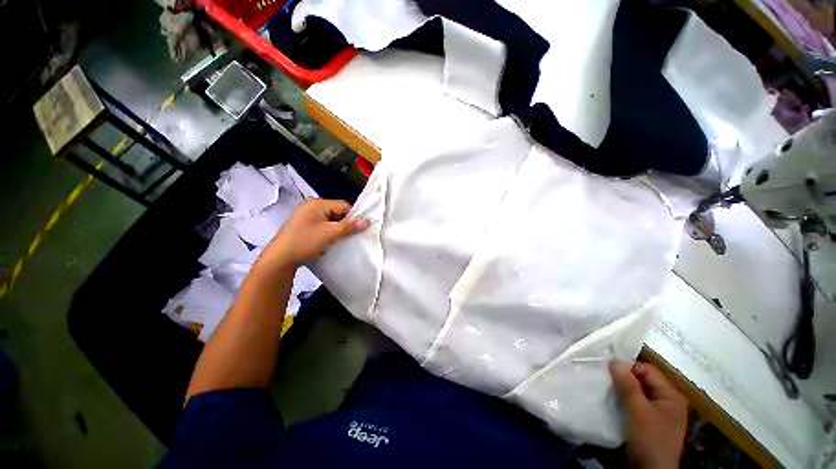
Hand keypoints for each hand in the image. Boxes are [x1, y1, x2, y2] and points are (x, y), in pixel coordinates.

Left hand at [259, 199, 368, 269]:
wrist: (280, 259)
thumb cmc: (304, 242)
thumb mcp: (329, 233)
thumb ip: (348, 227)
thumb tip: (367, 221)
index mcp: (317, 204)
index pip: (343, 205)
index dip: (353, 216)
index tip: (359, 229)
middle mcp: (312, 207)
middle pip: (338, 213)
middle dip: (346, 224)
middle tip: (351, 236)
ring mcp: (308, 217)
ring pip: (332, 221)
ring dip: (338, 230)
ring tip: (342, 240)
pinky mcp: (306, 227)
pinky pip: (324, 227)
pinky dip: (330, 233)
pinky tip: (333, 241)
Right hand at [610, 361, 687, 468]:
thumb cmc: (650, 438)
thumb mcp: (638, 411)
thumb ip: (628, 386)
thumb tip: (614, 361)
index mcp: (671, 395)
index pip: (648, 370)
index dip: (629, 367)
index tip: (608, 370)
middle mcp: (667, 400)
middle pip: (644, 379)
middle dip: (625, 377)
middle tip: (605, 377)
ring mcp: (659, 411)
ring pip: (638, 391)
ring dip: (623, 388)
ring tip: (606, 387)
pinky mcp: (649, 420)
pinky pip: (636, 402)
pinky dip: (625, 399)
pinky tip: (613, 399)